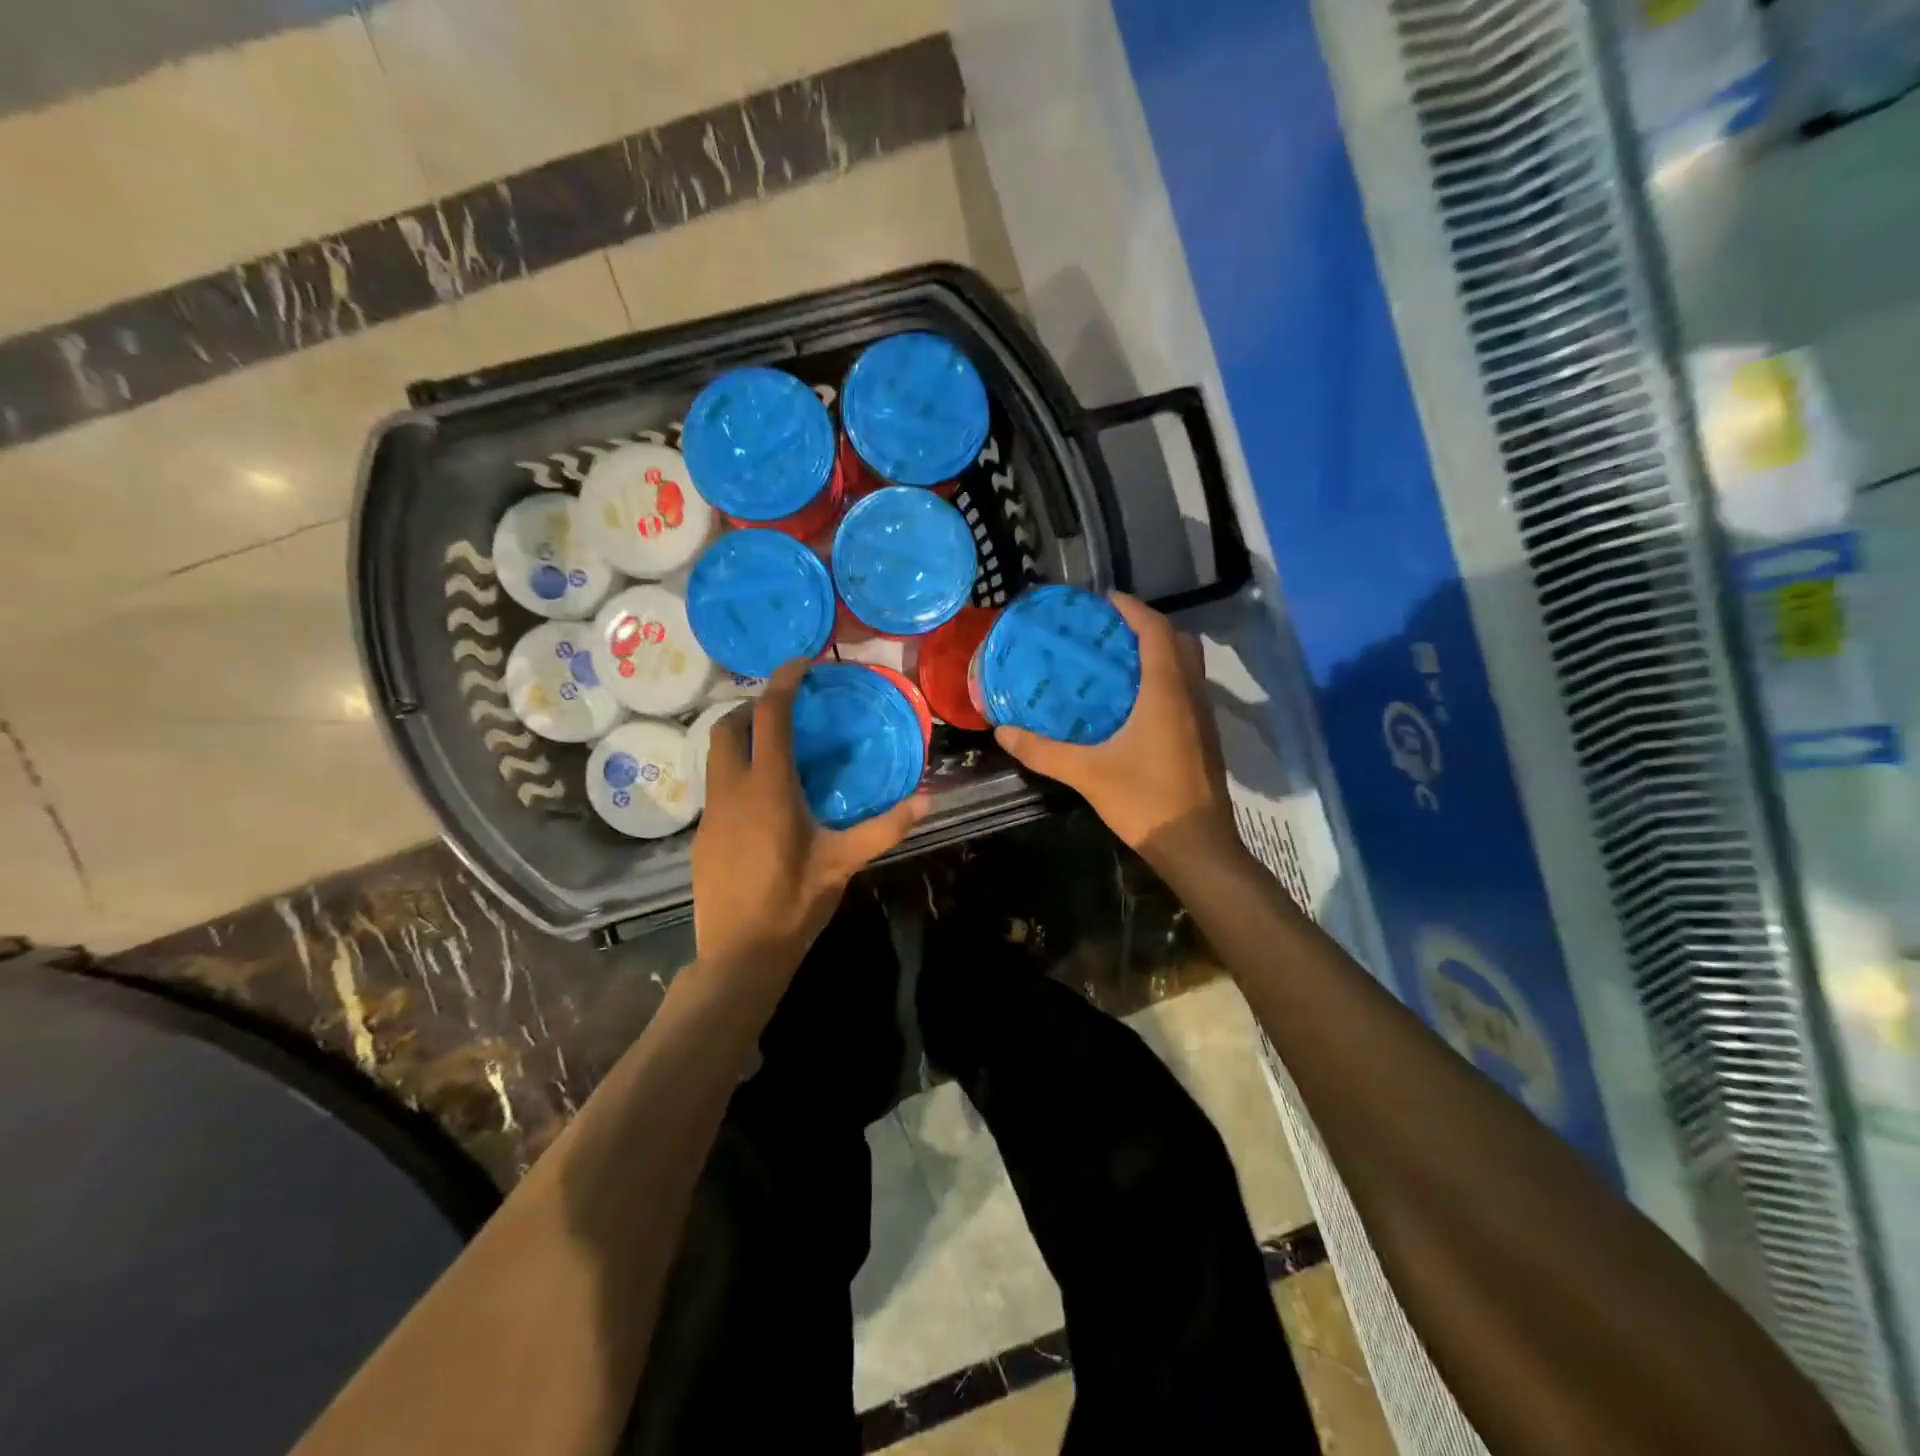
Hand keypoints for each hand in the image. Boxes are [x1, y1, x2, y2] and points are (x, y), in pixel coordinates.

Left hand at [691, 661, 928, 972]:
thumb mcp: (843, 863)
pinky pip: (716, 786)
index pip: (769, 718)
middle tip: (785, 710)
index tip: (801, 664)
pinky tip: (762, 798)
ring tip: (775, 747)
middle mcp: (731, 791)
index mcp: (767, 789)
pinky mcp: (702, 835)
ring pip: (715, 756)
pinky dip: (735, 771)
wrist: (738, 954)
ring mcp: (710, 813)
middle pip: (727, 727)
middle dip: (752, 707)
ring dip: (740, 738)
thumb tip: (926, 801)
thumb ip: (884, 828)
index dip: (782, 683)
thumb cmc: (793, 903)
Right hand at [994, 593, 1236, 867]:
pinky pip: (1187, 689)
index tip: (1105, 600)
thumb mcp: (1087, 774)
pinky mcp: (1204, 738)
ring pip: (1187, 666)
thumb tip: (1003, 731)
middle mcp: (1190, 695)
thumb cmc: (1146, 801)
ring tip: (1118, 660)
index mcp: (1166, 691)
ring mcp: (1203, 717)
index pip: (1156, 631)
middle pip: (1178, 641)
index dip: (1134, 609)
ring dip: (1159, 652)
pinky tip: (1134, 702)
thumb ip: (1043, 751)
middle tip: (1110, 631)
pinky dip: (1165, 678)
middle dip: (1148, 626)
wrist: (1196, 846)